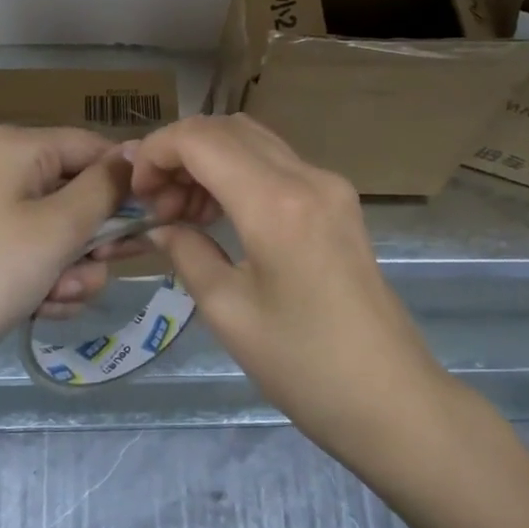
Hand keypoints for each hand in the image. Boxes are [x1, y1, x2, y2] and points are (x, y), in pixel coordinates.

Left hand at [0, 126, 138, 382]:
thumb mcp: (60, 227)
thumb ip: (106, 188)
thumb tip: (136, 153)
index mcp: (19, 147)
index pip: (94, 147)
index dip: (126, 183)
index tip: (153, 220)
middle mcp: (6, 166)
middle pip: (80, 191)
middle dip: (94, 238)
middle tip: (104, 266)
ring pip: (64, 229)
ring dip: (74, 268)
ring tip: (59, 297)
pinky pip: (39, 250)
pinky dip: (49, 279)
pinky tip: (43, 307)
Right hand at [131, 115, 448, 457]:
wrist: (391, 398)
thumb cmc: (303, 366)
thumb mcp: (228, 311)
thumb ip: (187, 252)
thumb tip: (159, 225)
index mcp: (275, 203)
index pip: (200, 139)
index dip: (156, 152)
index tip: (137, 193)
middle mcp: (306, 176)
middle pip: (226, 128)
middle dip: (179, 153)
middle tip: (157, 206)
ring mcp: (329, 185)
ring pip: (252, 140)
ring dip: (208, 161)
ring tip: (184, 214)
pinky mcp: (339, 201)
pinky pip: (276, 164)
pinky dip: (238, 173)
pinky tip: (221, 216)